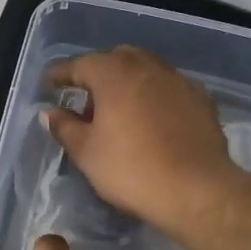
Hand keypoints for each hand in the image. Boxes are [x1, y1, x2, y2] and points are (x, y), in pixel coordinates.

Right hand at [43, 46, 243, 234]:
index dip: (60, 74)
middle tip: (86, 100)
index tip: (49, 83)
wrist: (196, 190)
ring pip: (146, 71)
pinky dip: (154, 97)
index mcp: (114, 73)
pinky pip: (169, 89)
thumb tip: (49, 112)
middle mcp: (147, 66)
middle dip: (98, 74)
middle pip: (116, 60)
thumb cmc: (131, 169)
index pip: (79, 65)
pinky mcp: (201, 99)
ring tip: (119, 111)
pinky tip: (152, 119)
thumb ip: (64, 127)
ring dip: (128, 84)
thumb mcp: (86, 152)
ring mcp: (178, 80)